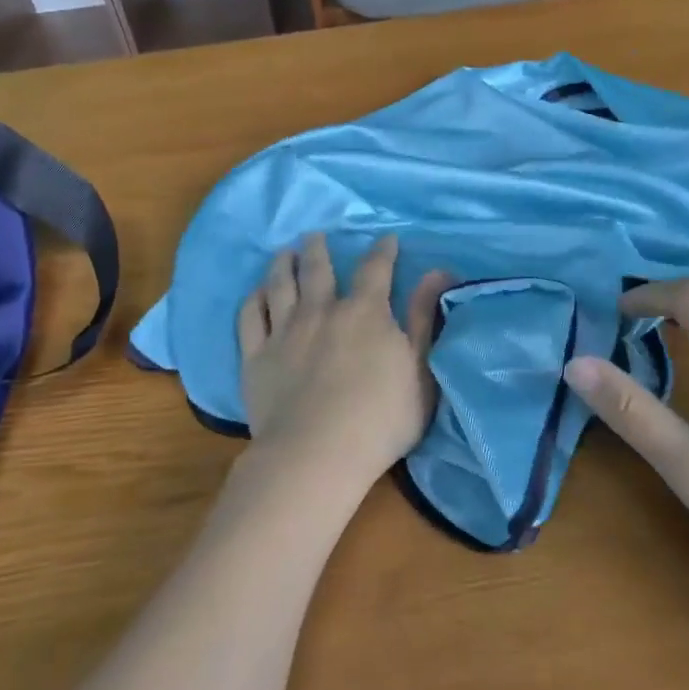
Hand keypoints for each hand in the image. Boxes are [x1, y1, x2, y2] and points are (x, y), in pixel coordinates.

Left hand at [237, 233, 446, 498]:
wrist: (316, 455)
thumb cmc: (380, 418)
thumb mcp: (420, 369)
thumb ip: (424, 318)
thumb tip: (437, 272)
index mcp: (364, 313)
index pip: (375, 270)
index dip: (382, 251)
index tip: (385, 239)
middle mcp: (321, 311)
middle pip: (318, 269)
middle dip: (318, 249)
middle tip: (315, 235)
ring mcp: (284, 332)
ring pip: (280, 285)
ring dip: (283, 264)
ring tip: (284, 252)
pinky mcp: (255, 357)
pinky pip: (250, 317)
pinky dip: (254, 299)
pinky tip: (257, 293)